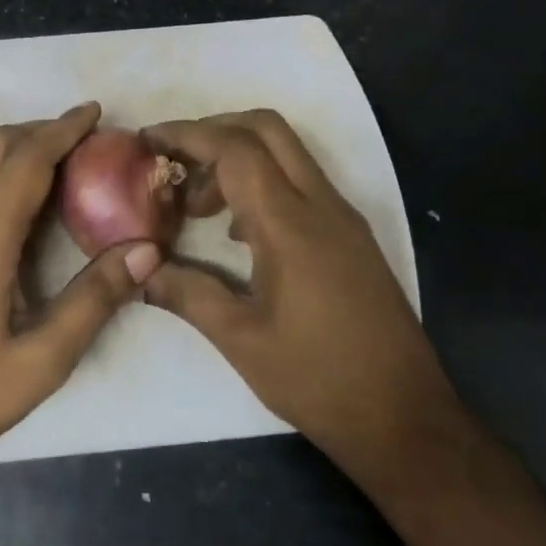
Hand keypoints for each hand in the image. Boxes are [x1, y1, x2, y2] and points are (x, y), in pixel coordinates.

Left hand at [0, 101, 161, 478]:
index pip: (27, 159)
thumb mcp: (43, 359)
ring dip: (12, 145)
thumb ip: (95, 298)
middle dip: (41, 129)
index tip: (96, 112)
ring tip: (52, 158)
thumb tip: (147, 249)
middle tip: (84, 136)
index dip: (63, 129)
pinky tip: (9, 197)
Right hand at [141, 110, 454, 487]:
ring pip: (287, 153)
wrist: (405, 416)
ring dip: (238, 157)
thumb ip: (187, 294)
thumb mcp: (240, 340)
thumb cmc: (318, 379)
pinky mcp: (351, 236)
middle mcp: (322, 205)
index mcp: (291, 225)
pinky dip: (262, 182)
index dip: (188, 135)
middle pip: (267, 129)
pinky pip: (301, 183)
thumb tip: (141, 270)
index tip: (148, 140)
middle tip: (174, 160)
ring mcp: (342, 218)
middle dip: (214, 129)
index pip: (236, 149)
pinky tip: (235, 231)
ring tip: (197, 204)